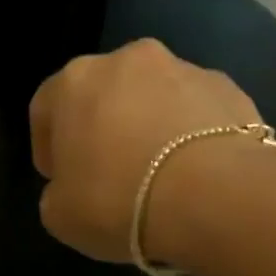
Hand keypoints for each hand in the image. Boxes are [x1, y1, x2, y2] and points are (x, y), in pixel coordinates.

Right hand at [29, 39, 263, 264]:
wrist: (215, 197)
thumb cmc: (118, 201)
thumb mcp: (59, 215)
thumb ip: (58, 191)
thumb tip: (75, 187)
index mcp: (74, 81)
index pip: (46, 108)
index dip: (48, 146)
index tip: (60, 179)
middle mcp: (126, 60)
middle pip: (103, 93)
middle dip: (102, 128)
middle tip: (109, 173)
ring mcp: (183, 68)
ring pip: (153, 97)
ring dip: (149, 126)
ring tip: (160, 174)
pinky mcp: (229, 87)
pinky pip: (195, 111)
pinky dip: (190, 134)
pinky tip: (195, 172)